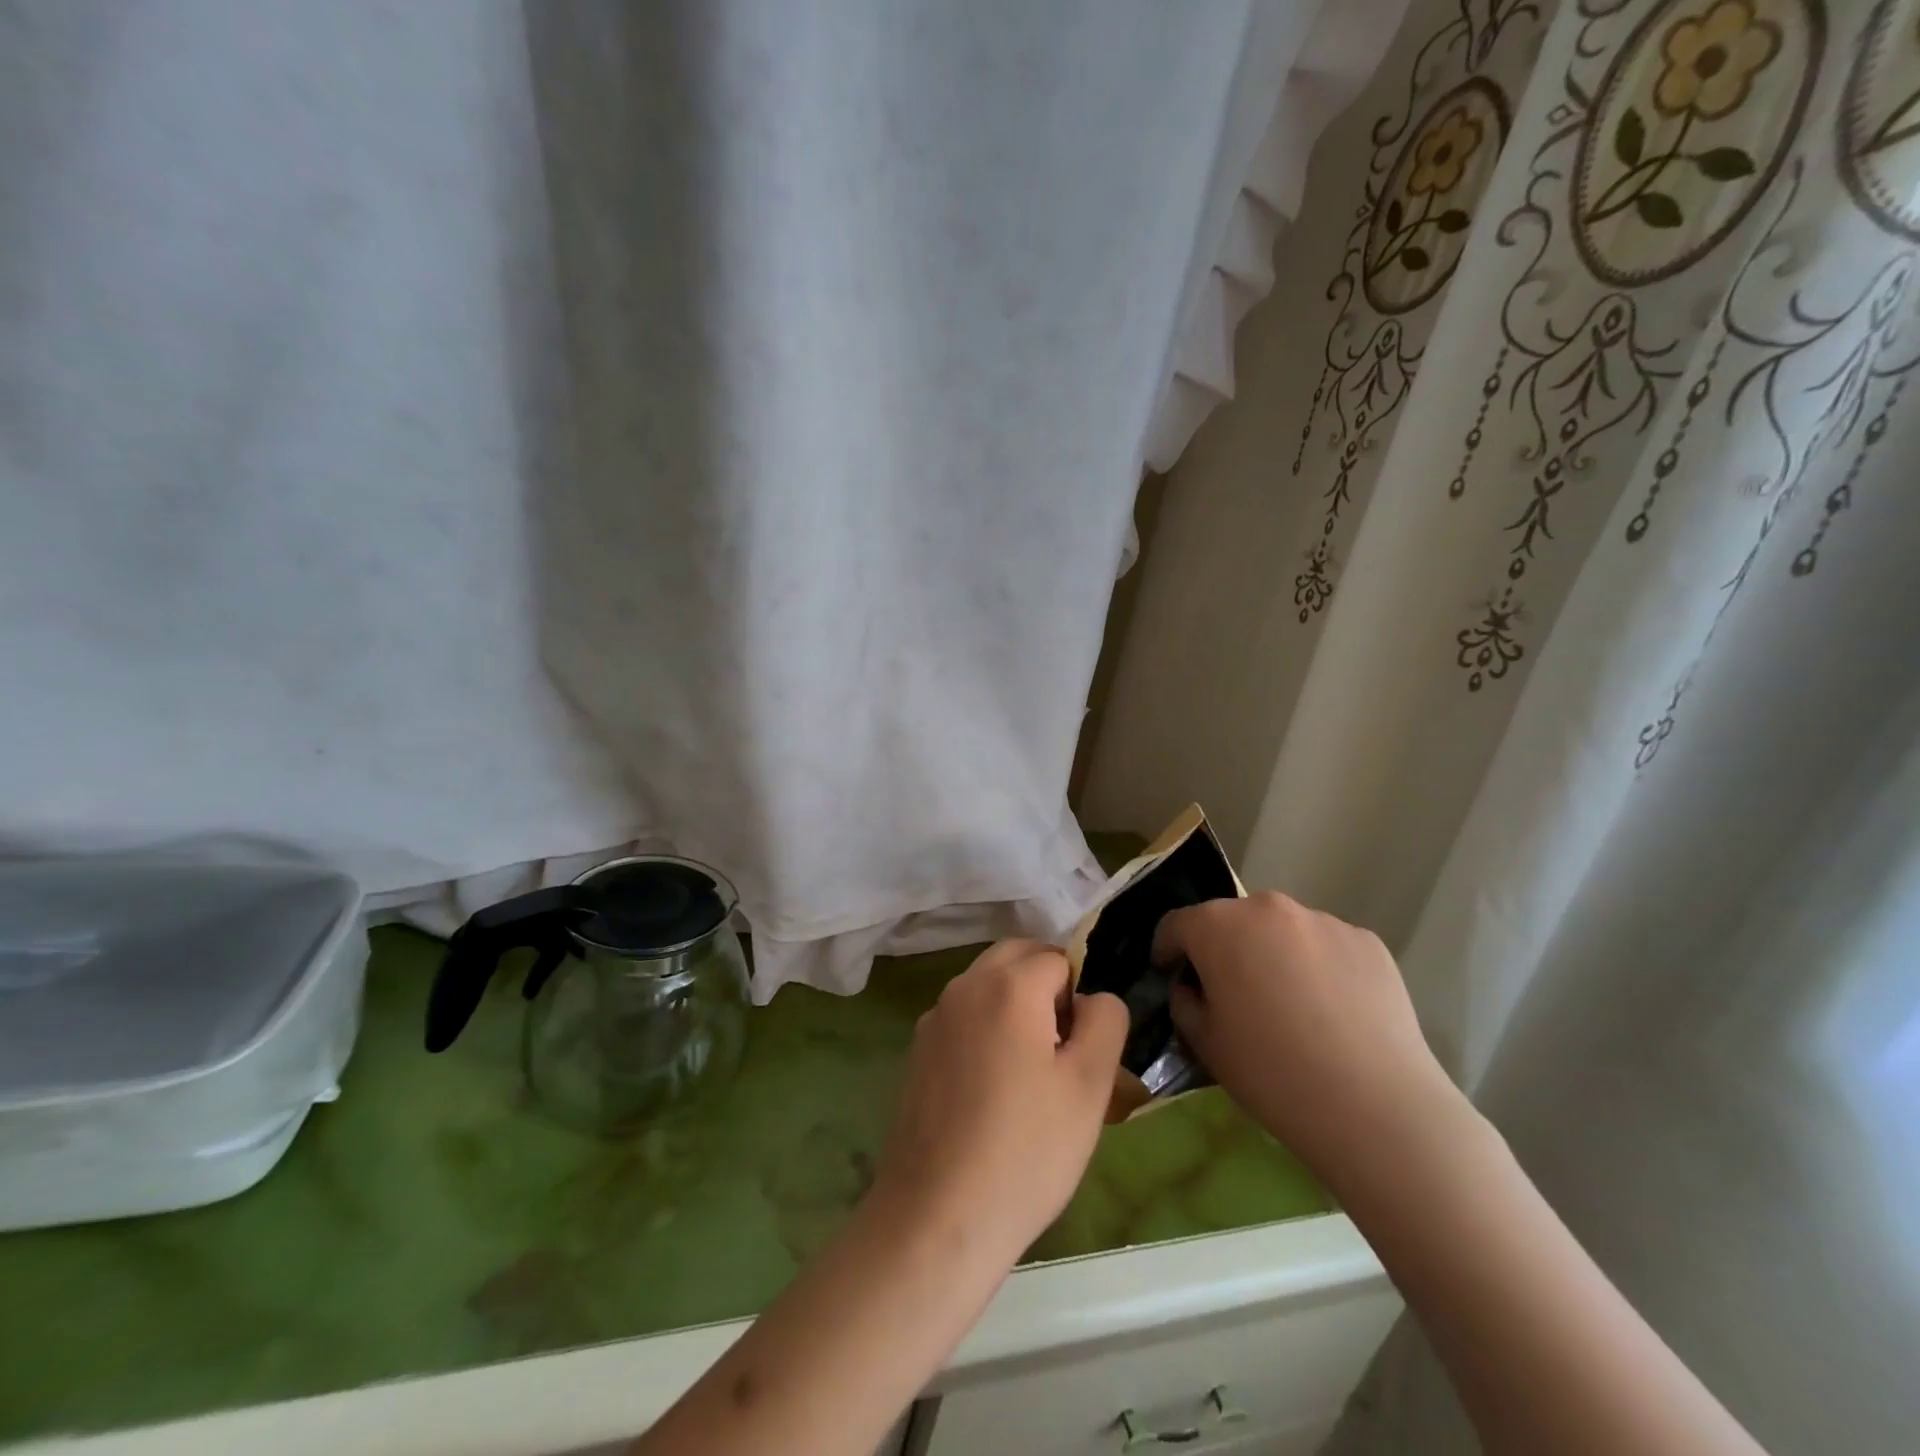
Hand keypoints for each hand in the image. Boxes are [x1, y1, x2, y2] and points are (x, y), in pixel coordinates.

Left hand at [870, 940, 1127, 1268]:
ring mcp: (934, 1018)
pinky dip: (985, 1028)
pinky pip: (962, 1018)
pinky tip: (992, 1090)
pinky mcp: (917, 1051)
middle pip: (1015, 958)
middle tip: (1065, 1045)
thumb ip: (1104, 1021)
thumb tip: (1093, 998)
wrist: (938, 1215)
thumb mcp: (1090, 1085)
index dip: (1080, 992)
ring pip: (985, 985)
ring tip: (1031, 1070)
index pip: (1056, 957)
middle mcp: (964, 987)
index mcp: (1008, 985)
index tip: (1085, 1044)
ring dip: (1014, 1004)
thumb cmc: (1027, 1149)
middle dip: (1045, 984)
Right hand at [1154, 892, 1465, 1187]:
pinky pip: (1326, 947)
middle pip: (1232, 921)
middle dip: (1224, 948)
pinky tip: (1332, 1014)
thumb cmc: (1272, 1073)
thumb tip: (1193, 988)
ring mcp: (1323, 921)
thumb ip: (1185, 1003)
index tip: (1170, 975)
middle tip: (1232, 993)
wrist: (1376, 1106)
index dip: (1167, 949)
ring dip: (1274, 955)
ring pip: (1283, 932)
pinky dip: (1319, 968)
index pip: (1176, 924)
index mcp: (1218, 926)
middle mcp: (1268, 908)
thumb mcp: (1205, 1044)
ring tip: (1290, 1006)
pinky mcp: (1367, 942)